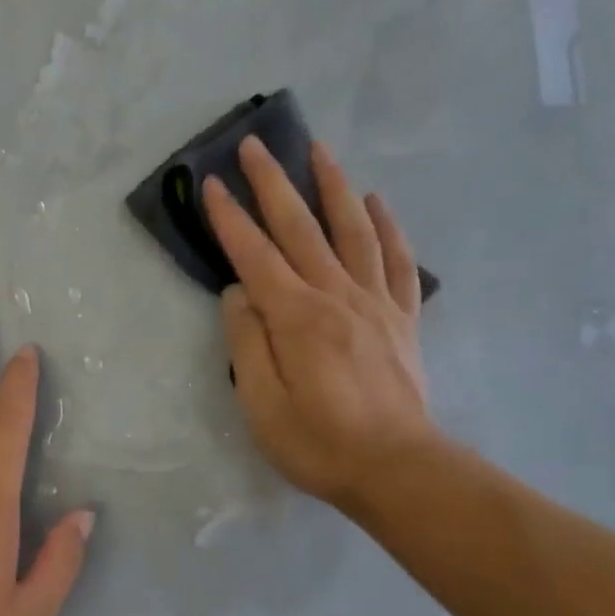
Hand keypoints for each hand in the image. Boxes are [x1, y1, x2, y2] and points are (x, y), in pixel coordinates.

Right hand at [203, 137, 436, 512]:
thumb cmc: (319, 443)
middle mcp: (337, 296)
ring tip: (319, 149)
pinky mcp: (402, 318)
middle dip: (274, 183)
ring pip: (353, 230)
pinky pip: (396, 261)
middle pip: (301, 228)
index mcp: (297, 317)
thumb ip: (246, 343)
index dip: (231, 219)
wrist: (398, 470)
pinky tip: (376, 201)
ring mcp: (375, 303)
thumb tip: (239, 294)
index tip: (212, 184)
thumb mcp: (262, 405)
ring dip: (333, 186)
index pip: (255, 256)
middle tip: (256, 144)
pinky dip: (387, 226)